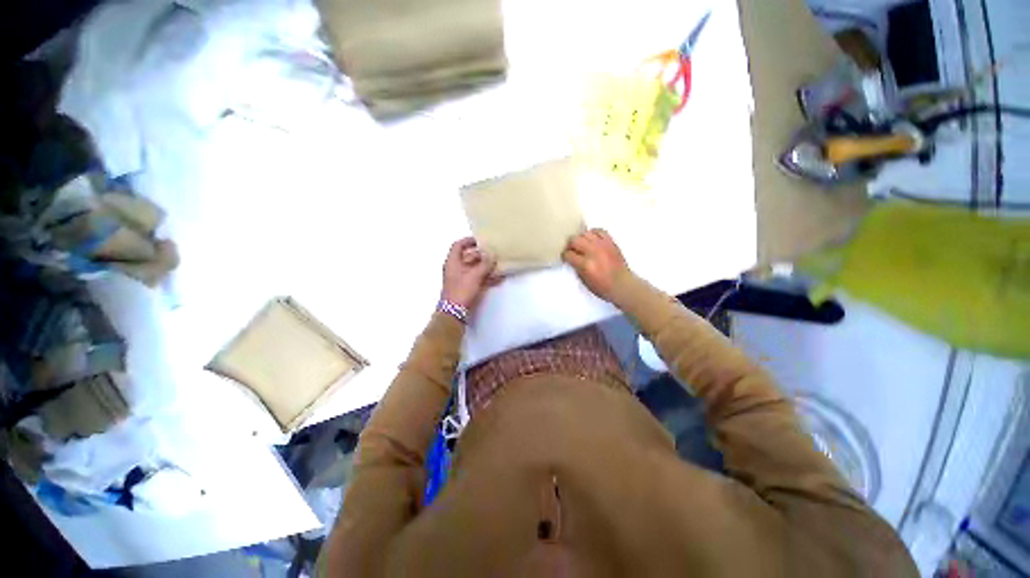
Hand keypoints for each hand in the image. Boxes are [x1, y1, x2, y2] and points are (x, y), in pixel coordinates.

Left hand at [441, 237, 497, 311]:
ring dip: (487, 267)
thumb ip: (485, 264)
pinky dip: (487, 277)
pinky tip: (499, 278)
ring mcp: (462, 278)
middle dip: (482, 255)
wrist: (455, 312)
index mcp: (453, 262)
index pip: (458, 245)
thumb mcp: (474, 275)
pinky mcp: (467, 288)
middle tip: (495, 253)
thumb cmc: (461, 290)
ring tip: (499, 265)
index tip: (481, 240)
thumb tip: (492, 255)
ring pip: (475, 268)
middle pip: (469, 257)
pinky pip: (478, 278)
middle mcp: (456, 268)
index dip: (468, 241)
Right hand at [562, 229, 630, 301]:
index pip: (568, 254)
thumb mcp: (584, 281)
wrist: (622, 285)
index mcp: (585, 265)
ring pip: (585, 233)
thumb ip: (576, 267)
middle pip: (574, 240)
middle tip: (572, 250)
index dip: (565, 256)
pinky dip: (593, 233)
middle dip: (570, 245)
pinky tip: (592, 239)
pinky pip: (599, 231)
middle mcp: (593, 252)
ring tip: (582, 245)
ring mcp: (602, 245)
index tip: (566, 257)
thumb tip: (572, 258)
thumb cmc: (602, 287)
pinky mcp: (610, 242)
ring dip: (581, 239)